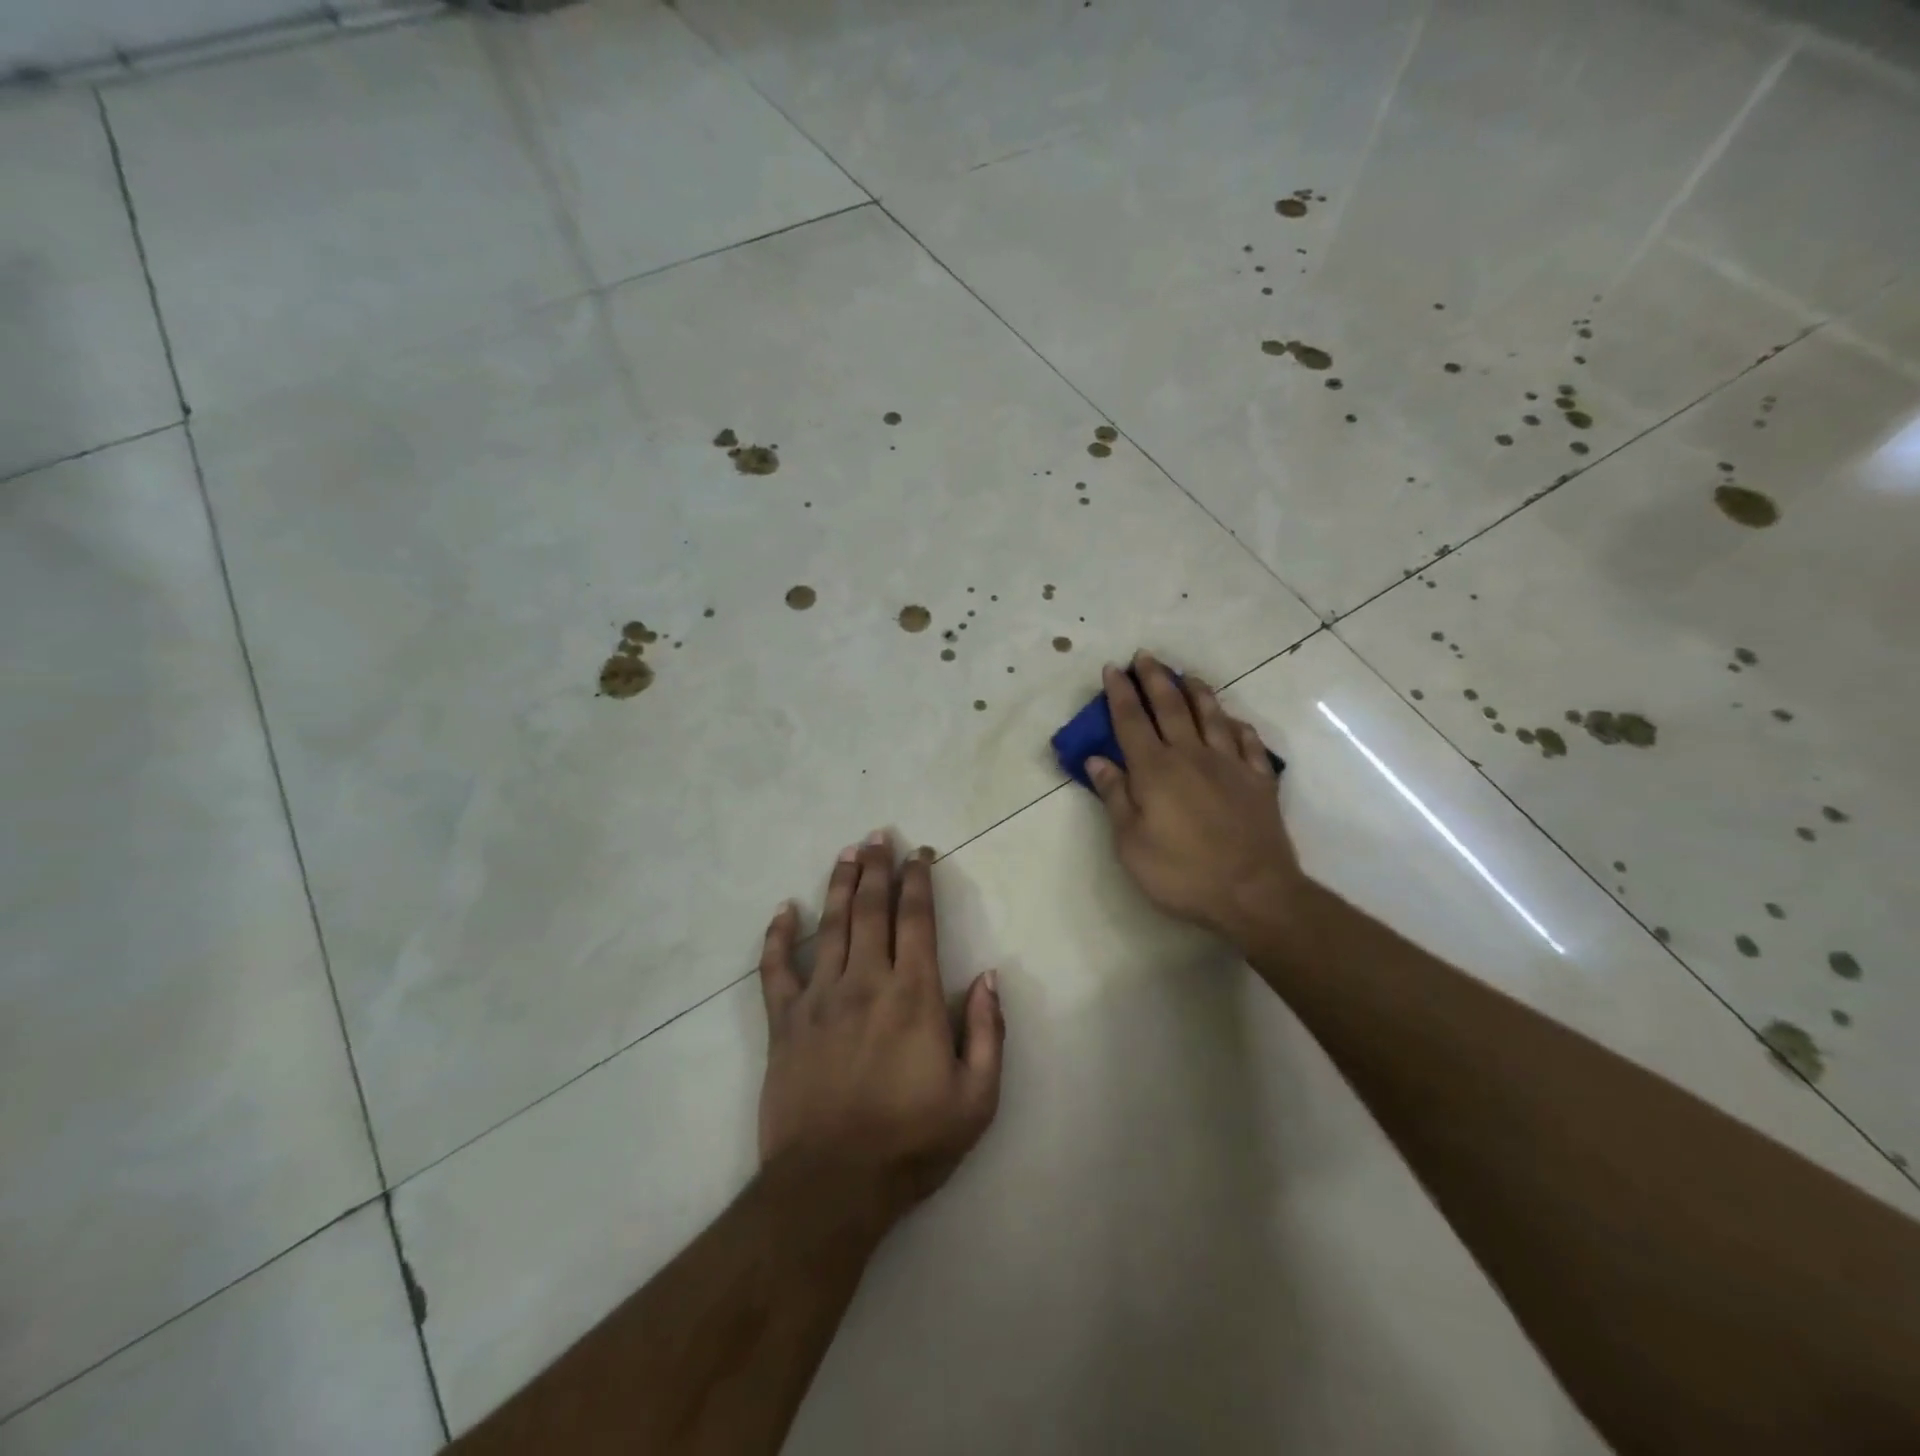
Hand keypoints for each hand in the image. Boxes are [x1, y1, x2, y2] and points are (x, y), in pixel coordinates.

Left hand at [757, 833, 1004, 1232]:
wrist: (831, 1186)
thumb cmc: (911, 1143)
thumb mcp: (976, 1099)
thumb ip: (989, 1032)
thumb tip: (989, 977)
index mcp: (913, 995)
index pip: (917, 919)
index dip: (919, 880)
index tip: (920, 854)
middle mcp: (866, 981)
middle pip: (871, 908)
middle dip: (877, 867)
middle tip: (878, 835)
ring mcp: (819, 998)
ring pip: (829, 925)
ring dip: (839, 884)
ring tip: (847, 852)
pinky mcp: (784, 1022)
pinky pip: (775, 968)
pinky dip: (778, 936)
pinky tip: (784, 910)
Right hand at [1085, 651, 1304, 946]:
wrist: (1253, 892)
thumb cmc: (1181, 872)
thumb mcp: (1131, 842)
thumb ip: (1115, 796)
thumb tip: (1097, 759)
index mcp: (1155, 769)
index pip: (1131, 721)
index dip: (1120, 693)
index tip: (1113, 668)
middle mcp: (1191, 755)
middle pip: (1170, 707)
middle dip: (1155, 678)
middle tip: (1145, 656)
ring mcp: (1230, 764)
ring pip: (1211, 716)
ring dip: (1197, 692)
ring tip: (1187, 675)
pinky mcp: (1259, 780)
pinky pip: (1249, 743)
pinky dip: (1238, 726)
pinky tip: (1233, 721)